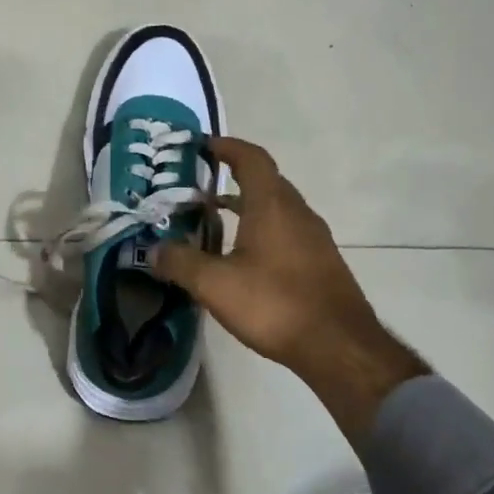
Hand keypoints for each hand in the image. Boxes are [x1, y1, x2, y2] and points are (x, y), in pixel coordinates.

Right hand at [152, 136, 428, 435]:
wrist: (340, 347)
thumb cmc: (275, 304)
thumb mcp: (215, 284)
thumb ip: (180, 262)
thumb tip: (154, 250)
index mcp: (272, 205)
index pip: (252, 159)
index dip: (228, 147)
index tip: (204, 146)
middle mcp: (297, 213)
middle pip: (266, 181)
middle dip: (233, 177)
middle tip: (199, 188)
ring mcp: (314, 238)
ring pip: (277, 208)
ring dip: (248, 206)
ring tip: (216, 220)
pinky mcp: (321, 262)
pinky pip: (287, 231)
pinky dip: (262, 230)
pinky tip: (244, 257)